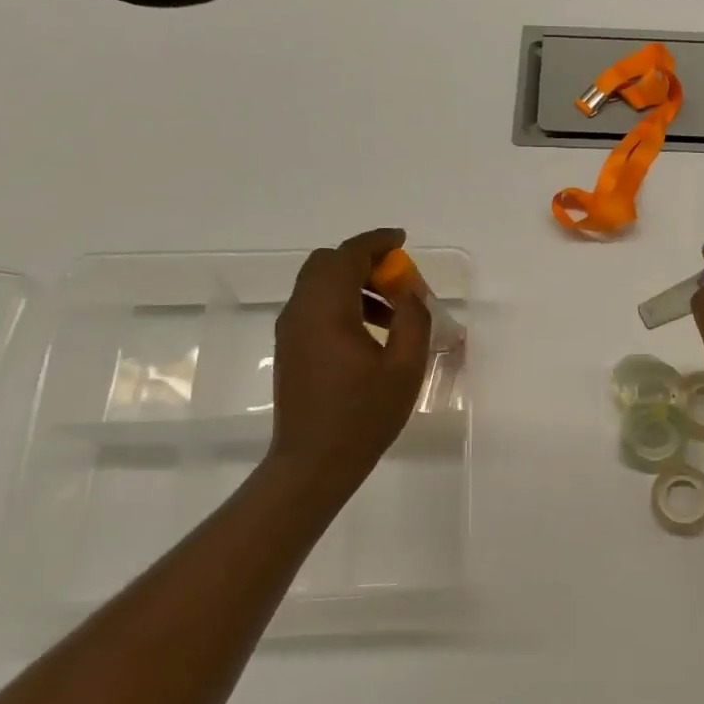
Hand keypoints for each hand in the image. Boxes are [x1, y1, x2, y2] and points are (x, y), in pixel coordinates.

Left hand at [263, 228, 431, 496]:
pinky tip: (370, 332)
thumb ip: (413, 320)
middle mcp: (301, 311)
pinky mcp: (290, 347)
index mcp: (327, 310)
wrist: (314, 462)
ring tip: (392, 312)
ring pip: (318, 284)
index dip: (376, 242)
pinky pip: (314, 307)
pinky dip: (341, 303)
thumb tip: (409, 292)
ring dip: (354, 283)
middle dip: (363, 261)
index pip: (348, 256)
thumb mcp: (405, 368)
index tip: (402, 241)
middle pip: (327, 264)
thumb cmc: (364, 416)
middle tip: (399, 278)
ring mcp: (290, 330)